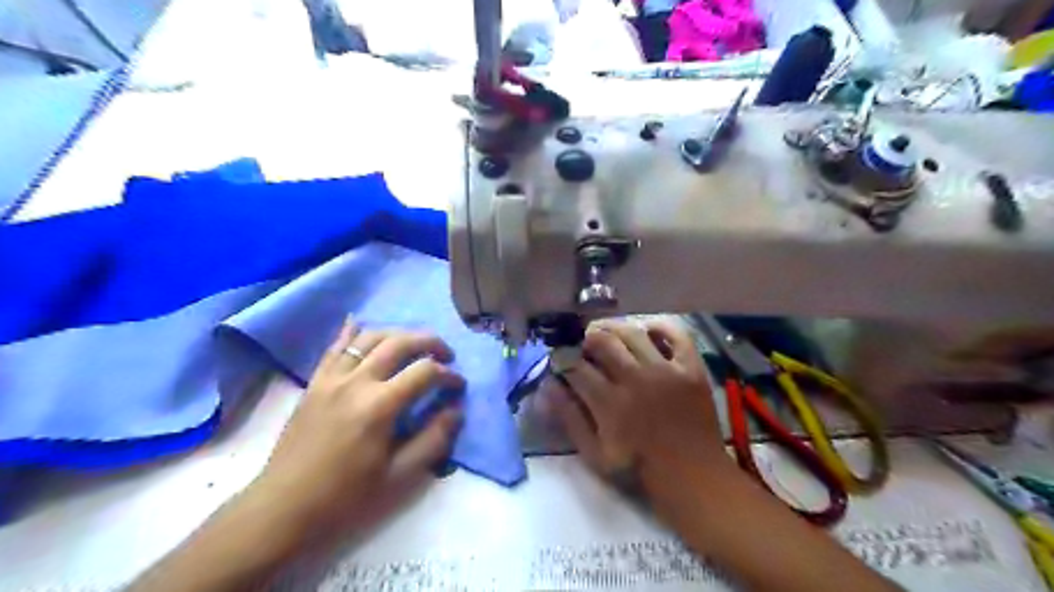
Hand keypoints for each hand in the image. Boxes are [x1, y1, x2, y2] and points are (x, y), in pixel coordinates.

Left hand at [250, 319, 460, 541]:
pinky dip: (351, 331)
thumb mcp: (398, 476)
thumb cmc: (345, 496)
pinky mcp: (316, 382)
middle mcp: (357, 381)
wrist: (284, 507)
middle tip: (445, 355)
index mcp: (380, 406)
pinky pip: (335, 346)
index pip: (425, 372)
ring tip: (414, 346)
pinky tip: (360, 322)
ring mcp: (332, 378)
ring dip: (398, 334)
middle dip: (430, 342)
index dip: (449, 375)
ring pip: (370, 337)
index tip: (458, 387)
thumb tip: (456, 411)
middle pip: (400, 342)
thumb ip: (433, 440)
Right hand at [543, 319, 725, 485]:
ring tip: (610, 338)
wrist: (693, 476)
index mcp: (609, 402)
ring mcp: (666, 370)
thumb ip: (569, 419)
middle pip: (602, 341)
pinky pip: (676, 334)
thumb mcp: (595, 454)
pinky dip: (660, 327)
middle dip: (586, 341)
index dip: (562, 360)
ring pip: (633, 332)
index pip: (575, 366)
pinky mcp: (691, 368)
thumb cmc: (639, 469)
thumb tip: (548, 387)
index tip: (561, 361)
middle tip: (586, 349)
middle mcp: (635, 379)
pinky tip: (647, 333)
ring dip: (615, 330)